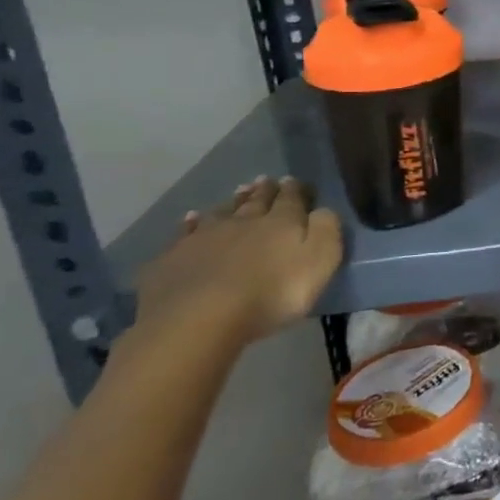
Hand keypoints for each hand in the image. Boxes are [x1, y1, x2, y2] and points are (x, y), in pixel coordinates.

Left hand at [134, 177, 342, 348]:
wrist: (199, 319)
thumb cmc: (271, 293)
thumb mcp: (319, 261)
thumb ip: (326, 230)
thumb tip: (323, 209)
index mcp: (281, 222)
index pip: (291, 198)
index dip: (294, 189)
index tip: (293, 180)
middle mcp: (243, 222)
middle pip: (255, 201)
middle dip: (263, 191)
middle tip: (265, 180)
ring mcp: (203, 238)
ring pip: (220, 213)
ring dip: (230, 203)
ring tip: (236, 194)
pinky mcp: (173, 259)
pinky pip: (183, 234)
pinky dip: (189, 225)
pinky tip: (190, 220)